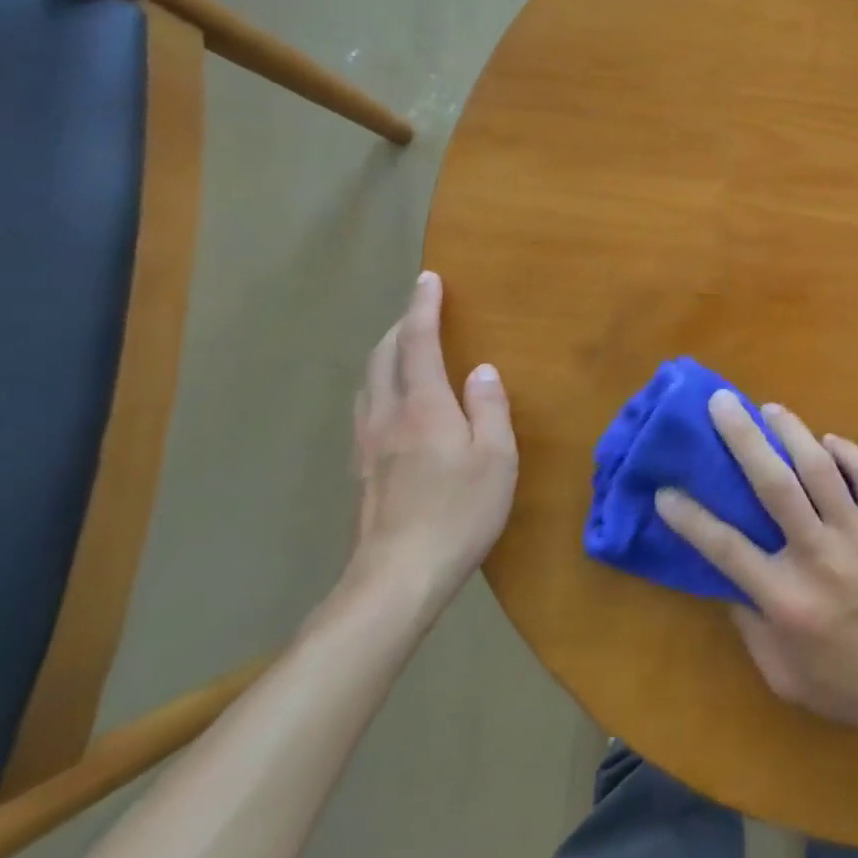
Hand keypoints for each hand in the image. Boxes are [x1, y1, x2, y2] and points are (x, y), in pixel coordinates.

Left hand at [349, 272, 517, 612]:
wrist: (397, 578)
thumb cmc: (460, 512)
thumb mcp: (496, 458)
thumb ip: (489, 408)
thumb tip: (481, 370)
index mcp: (424, 407)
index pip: (417, 343)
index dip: (423, 307)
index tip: (428, 279)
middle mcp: (387, 416)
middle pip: (383, 357)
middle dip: (400, 326)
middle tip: (421, 310)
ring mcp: (367, 444)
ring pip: (369, 382)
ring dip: (385, 354)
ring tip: (405, 348)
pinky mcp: (360, 469)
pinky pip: (366, 407)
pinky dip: (379, 384)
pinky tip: (393, 401)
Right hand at [655, 392, 857, 749]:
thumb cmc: (848, 686)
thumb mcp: (783, 675)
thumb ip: (750, 626)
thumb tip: (727, 578)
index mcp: (785, 599)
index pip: (725, 548)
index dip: (690, 517)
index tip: (666, 489)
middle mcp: (818, 557)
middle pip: (774, 485)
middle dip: (743, 438)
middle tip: (722, 404)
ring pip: (821, 467)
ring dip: (792, 431)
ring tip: (770, 409)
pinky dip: (846, 451)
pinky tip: (828, 440)